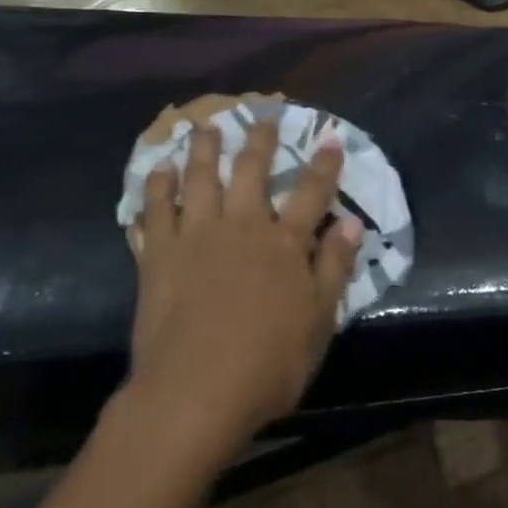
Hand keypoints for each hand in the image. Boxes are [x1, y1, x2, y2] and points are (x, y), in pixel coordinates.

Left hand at [127, 119, 362, 456]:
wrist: (195, 392)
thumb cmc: (267, 364)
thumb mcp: (319, 321)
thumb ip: (334, 267)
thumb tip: (351, 221)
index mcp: (284, 244)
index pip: (311, 193)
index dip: (324, 164)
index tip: (330, 138)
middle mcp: (242, 226)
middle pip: (252, 171)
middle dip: (260, 140)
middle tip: (262, 114)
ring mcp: (198, 236)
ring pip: (201, 178)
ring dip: (204, 148)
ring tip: (206, 125)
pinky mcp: (160, 255)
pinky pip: (156, 210)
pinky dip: (157, 185)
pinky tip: (158, 167)